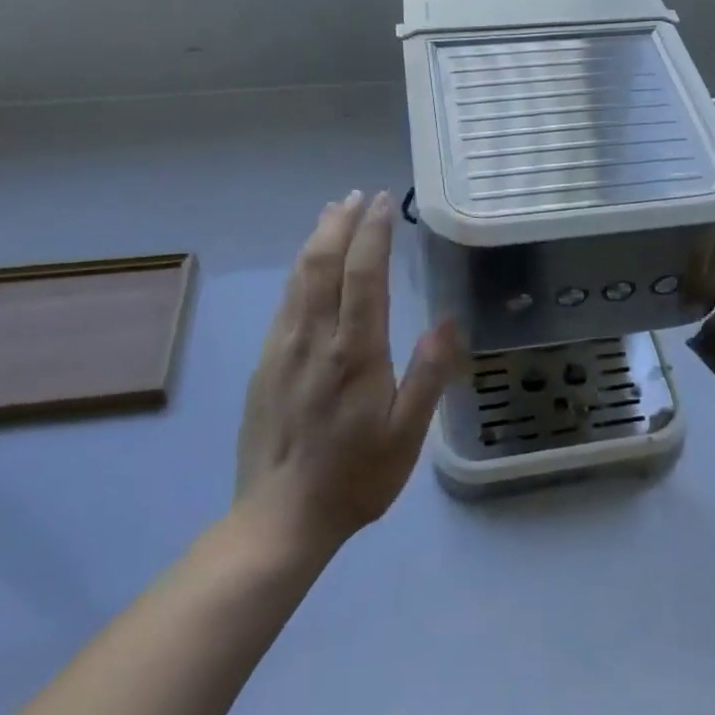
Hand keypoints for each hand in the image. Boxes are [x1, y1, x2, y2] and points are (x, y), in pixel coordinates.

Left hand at [236, 190, 463, 551]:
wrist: (280, 520)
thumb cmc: (355, 477)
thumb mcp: (406, 435)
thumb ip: (429, 375)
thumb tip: (448, 321)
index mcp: (354, 353)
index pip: (361, 274)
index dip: (373, 233)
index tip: (383, 202)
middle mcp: (314, 339)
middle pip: (323, 264)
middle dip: (341, 223)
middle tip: (357, 195)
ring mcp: (282, 349)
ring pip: (299, 277)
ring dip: (317, 238)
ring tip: (333, 212)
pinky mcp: (265, 363)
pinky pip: (285, 301)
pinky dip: (300, 269)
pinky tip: (307, 265)